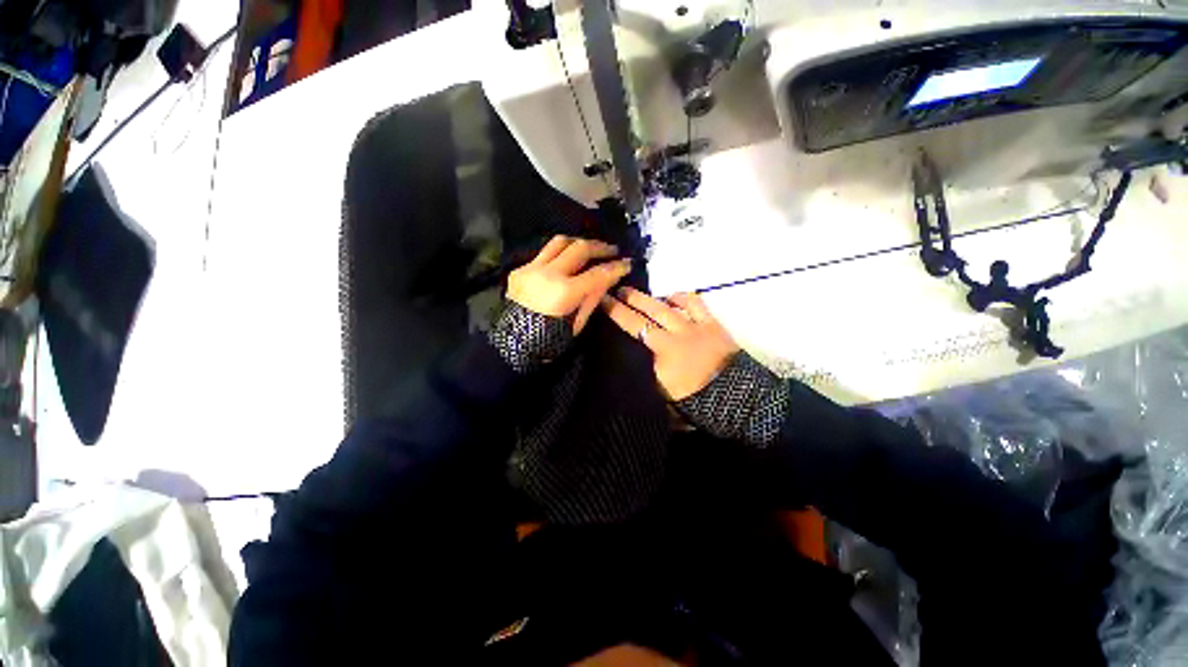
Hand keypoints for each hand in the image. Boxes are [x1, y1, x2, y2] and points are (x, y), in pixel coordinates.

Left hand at [508, 236, 631, 333]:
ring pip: (559, 242)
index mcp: (564, 292)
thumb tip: (610, 277)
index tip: (627, 263)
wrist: (513, 343)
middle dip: (600, 247)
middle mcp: (547, 274)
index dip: (616, 267)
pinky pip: (544, 254)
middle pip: (579, 248)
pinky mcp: (520, 269)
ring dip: (578, 243)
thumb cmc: (549, 340)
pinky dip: (559, 256)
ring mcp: (531, 268)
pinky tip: (566, 263)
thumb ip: (593, 297)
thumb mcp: (577, 323)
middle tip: (612, 250)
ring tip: (590, 248)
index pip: (597, 273)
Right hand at [601, 287, 739, 399]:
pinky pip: (694, 303)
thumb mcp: (665, 399)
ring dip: (650, 297)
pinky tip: (671, 298)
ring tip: (637, 293)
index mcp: (663, 353)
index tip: (602, 301)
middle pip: (648, 311)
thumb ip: (647, 382)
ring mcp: (695, 326)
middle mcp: (676, 334)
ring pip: (668, 305)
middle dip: (629, 299)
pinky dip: (680, 298)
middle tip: (614, 290)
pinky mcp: (712, 324)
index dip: (616, 312)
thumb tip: (630, 373)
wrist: (740, 399)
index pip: (633, 327)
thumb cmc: (699, 403)